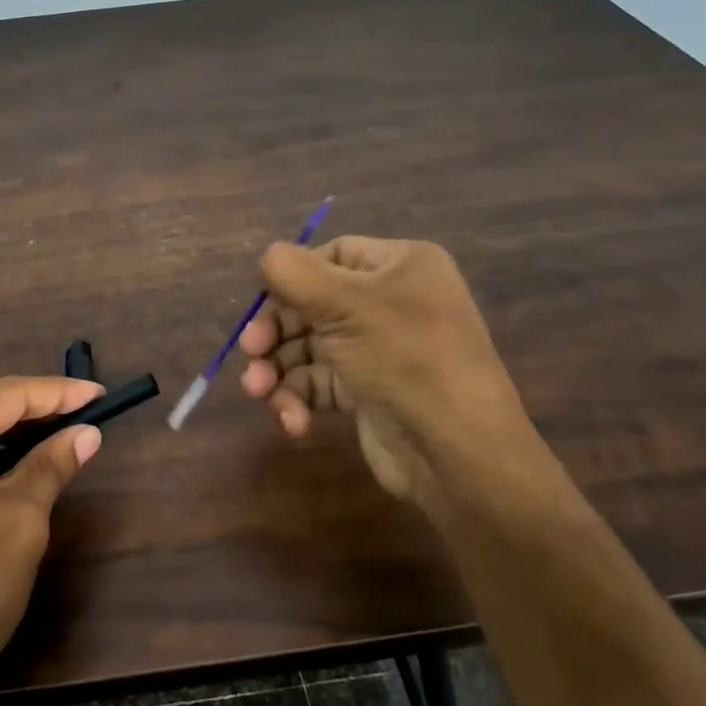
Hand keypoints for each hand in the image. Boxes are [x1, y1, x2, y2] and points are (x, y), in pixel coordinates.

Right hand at [237, 235, 544, 507]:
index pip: (331, 255)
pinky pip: (320, 383)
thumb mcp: (343, 304)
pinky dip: (299, 399)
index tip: (262, 302)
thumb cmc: (402, 357)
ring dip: (278, 370)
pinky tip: (293, 421)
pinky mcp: (368, 391)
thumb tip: (268, 257)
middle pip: (313, 304)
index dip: (292, 278)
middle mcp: (392, 301)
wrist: (456, 450)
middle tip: (250, 352)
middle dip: (275, 332)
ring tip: (258, 392)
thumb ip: (293, 271)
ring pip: (309, 347)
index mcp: (399, 266)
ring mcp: (380, 349)